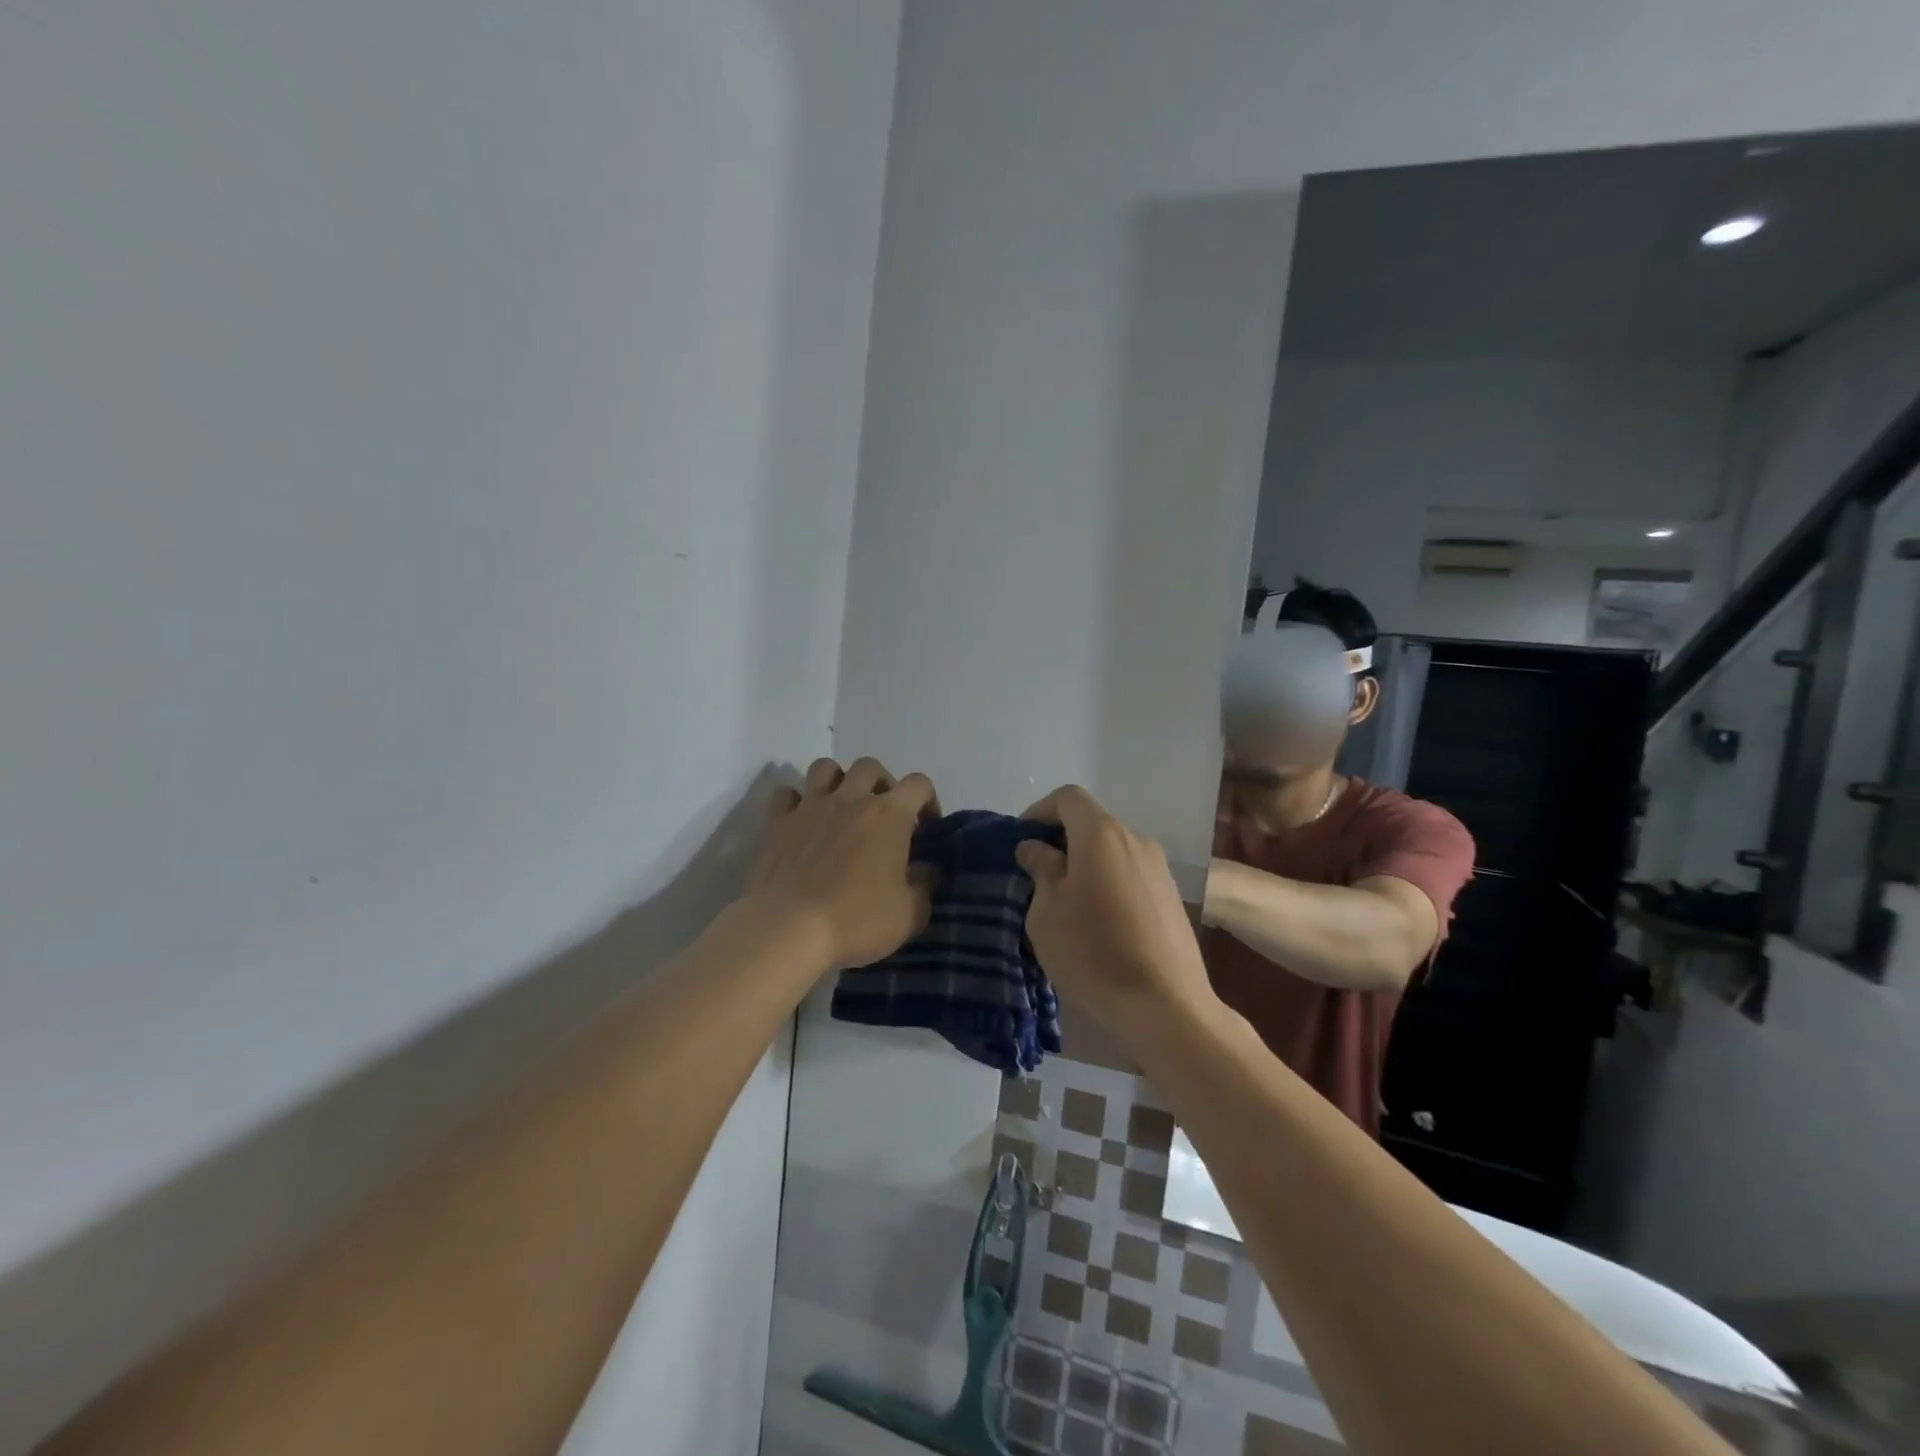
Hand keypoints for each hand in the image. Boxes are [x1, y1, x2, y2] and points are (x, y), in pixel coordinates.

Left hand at [743, 756, 938, 973]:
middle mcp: (850, 799)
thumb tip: (927, 869)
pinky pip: (785, 794)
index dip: (928, 800)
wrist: (788, 930)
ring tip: (841, 809)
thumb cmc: (856, 921)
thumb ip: (925, 885)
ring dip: (837, 781)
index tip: (926, 827)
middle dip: (881, 784)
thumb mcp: (910, 915)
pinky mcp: (777, 822)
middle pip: (870, 766)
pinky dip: (795, 801)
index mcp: (889, 815)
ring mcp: (810, 807)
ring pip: (825, 768)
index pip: (919, 784)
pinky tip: (801, 822)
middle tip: (882, 816)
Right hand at [1014, 785, 1216, 1044]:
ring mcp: (1159, 869)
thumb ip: (1041, 870)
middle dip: (1061, 841)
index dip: (1039, 811)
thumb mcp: (1047, 913)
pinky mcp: (1172, 898)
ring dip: (1085, 865)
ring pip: (1112, 852)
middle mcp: (1135, 840)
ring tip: (1066, 903)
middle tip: (1036, 875)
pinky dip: (1108, 884)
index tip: (1021, 841)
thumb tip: (1036, 848)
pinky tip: (1098, 923)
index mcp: (1101, 835)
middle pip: (1092, 824)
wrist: (1166, 1006)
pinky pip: (1130, 875)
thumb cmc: (1093, 953)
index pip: (1068, 798)